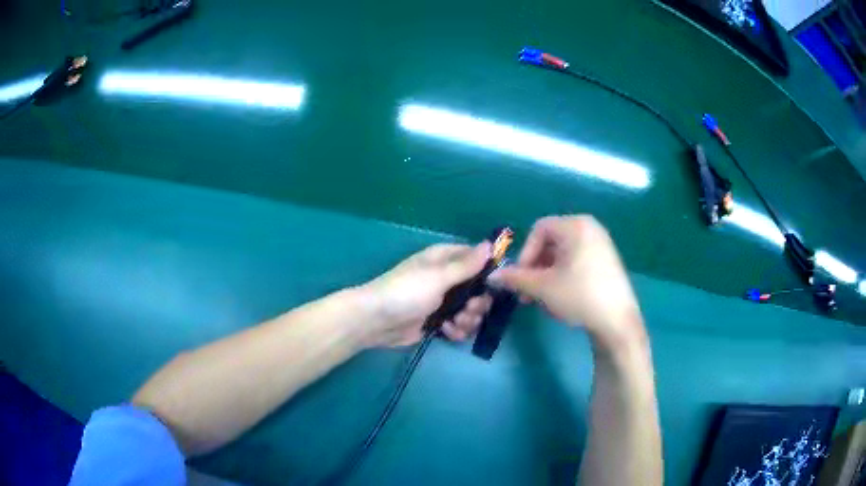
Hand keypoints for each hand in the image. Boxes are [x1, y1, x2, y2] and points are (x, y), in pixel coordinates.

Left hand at [359, 242, 493, 347]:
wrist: (376, 321)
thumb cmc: (406, 292)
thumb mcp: (438, 276)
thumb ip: (467, 265)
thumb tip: (490, 244)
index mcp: (445, 259)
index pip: (477, 259)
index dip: (489, 271)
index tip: (497, 284)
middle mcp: (447, 278)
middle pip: (479, 289)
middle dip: (479, 302)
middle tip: (470, 310)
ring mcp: (443, 301)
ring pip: (471, 309)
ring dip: (469, 319)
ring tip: (455, 323)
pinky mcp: (438, 322)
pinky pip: (459, 325)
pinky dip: (457, 330)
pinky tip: (447, 332)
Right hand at [490, 216, 644, 349]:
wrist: (617, 322)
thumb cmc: (579, 296)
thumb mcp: (543, 287)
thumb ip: (515, 278)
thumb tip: (491, 276)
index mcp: (576, 226)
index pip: (539, 230)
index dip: (525, 254)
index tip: (522, 279)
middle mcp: (590, 228)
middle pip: (551, 242)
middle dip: (535, 267)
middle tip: (528, 293)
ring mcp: (602, 244)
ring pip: (563, 254)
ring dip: (547, 274)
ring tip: (543, 299)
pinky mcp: (607, 261)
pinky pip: (578, 261)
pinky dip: (564, 276)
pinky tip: (562, 298)